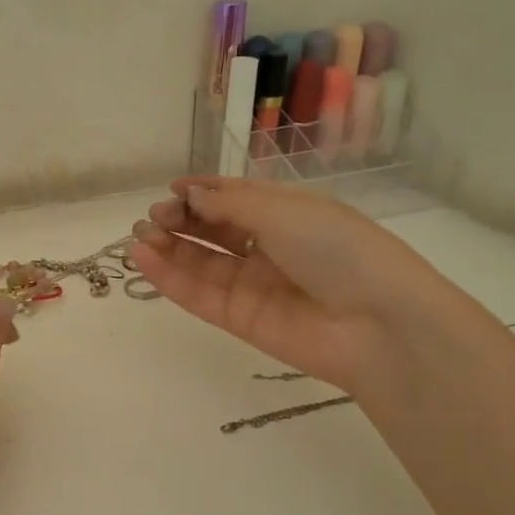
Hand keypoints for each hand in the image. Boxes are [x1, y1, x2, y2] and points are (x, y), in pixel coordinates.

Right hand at [129, 176, 449, 390]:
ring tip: (138, 237)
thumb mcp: (284, 212)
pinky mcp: (239, 319)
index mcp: (288, 214)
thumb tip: (189, 196)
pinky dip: (169, 277)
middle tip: (152, 217)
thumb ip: (229, 205)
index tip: (172, 189)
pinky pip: (198, 294)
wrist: (376, 324)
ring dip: (167, 247)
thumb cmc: (337, 250)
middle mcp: (269, 247)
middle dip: (181, 219)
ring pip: (200, 263)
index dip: (203, 192)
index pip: (237, 199)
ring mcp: (252, 285)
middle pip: (214, 230)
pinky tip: (143, 259)